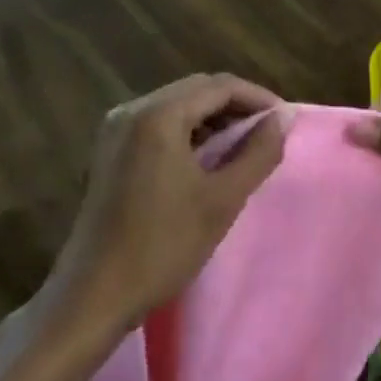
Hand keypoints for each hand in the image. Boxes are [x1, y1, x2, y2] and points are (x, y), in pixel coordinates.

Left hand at [43, 73, 285, 334]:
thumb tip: (284, 118)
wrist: (94, 294)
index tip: (285, 121)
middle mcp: (131, 111)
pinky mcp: (108, 152)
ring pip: (177, 106)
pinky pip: (157, 124)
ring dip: (213, 118)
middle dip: (236, 105)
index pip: (220, 86)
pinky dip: (188, 132)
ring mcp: (114, 131)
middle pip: (196, 90)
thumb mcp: (223, 199)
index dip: (258, 98)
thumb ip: (259, 153)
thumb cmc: (163, 245)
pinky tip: (206, 159)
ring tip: (244, 146)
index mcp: (158, 116)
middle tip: (269, 132)